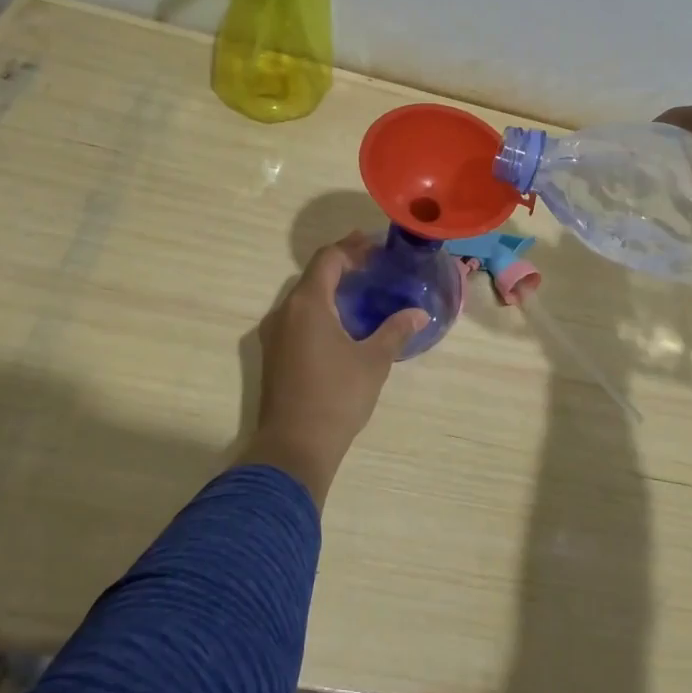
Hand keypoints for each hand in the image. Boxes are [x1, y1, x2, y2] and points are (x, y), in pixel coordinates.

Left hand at [241, 232, 428, 505]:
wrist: (293, 447)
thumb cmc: (336, 397)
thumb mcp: (373, 361)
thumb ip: (395, 331)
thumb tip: (419, 313)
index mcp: (307, 305)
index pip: (327, 259)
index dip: (351, 247)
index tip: (375, 245)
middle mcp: (284, 312)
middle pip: (312, 276)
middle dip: (342, 265)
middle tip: (373, 265)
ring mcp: (273, 334)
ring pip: (302, 298)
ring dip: (329, 289)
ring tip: (361, 291)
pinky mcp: (273, 355)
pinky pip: (296, 318)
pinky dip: (319, 310)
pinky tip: (341, 323)